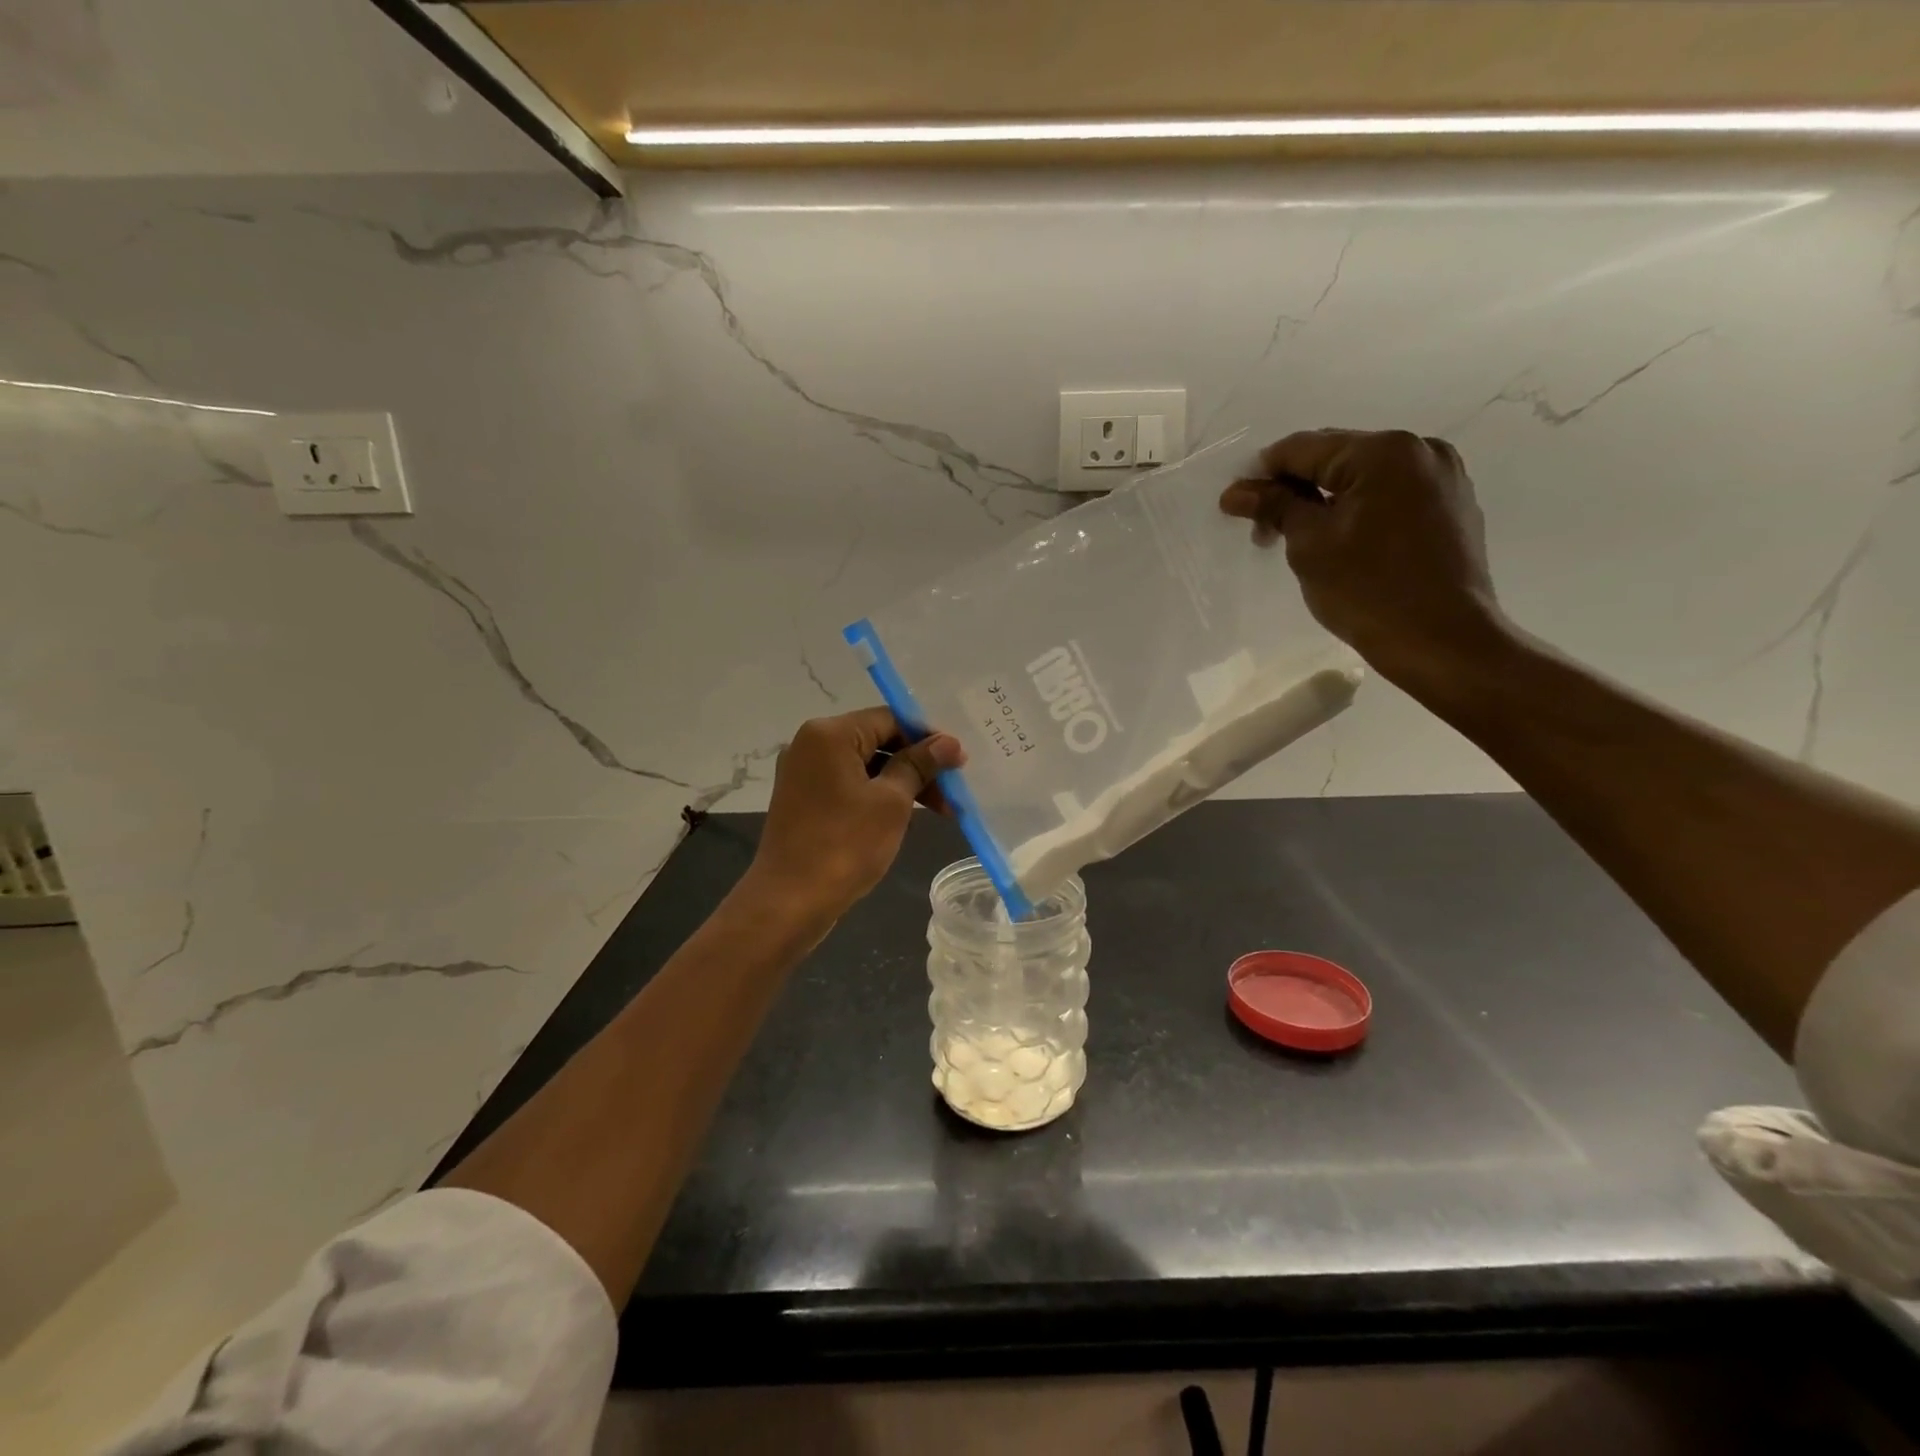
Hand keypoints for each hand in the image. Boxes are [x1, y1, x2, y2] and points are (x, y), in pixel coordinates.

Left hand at [746, 707, 965, 921]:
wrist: (789, 902)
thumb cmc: (845, 845)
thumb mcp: (892, 802)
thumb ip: (919, 765)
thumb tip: (949, 742)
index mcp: (829, 734)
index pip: (889, 719)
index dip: (927, 737)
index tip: (958, 761)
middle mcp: (811, 744)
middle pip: (877, 741)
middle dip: (917, 764)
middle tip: (953, 791)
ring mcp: (804, 774)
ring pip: (865, 766)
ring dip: (902, 784)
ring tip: (939, 812)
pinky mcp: (803, 800)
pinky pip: (849, 786)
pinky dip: (878, 796)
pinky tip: (905, 817)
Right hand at [1221, 428, 1509, 690]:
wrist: (1442, 640)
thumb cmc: (1368, 590)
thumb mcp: (1309, 545)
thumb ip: (1275, 507)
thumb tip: (1236, 491)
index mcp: (1383, 451)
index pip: (1302, 448)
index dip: (1261, 474)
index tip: (1235, 506)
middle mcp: (1419, 450)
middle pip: (1336, 457)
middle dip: (1294, 489)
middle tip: (1264, 531)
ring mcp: (1443, 477)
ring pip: (1364, 478)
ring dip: (1326, 501)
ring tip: (1301, 541)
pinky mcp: (1453, 506)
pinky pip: (1391, 496)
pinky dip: (1359, 511)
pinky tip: (1343, 544)